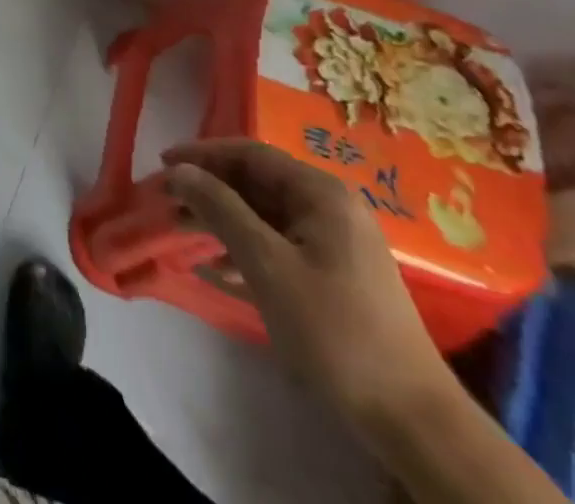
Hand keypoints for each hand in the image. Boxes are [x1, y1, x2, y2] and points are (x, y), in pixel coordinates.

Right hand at [163, 138, 451, 427]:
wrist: (411, 419)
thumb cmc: (333, 329)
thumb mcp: (266, 264)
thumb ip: (220, 208)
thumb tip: (179, 170)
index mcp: (321, 194)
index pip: (249, 154)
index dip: (202, 154)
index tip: (162, 164)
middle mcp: (331, 208)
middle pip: (256, 182)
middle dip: (209, 189)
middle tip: (167, 201)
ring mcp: (336, 243)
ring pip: (264, 215)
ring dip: (222, 219)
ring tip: (181, 231)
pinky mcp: (336, 275)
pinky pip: (279, 244)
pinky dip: (245, 248)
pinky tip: (218, 270)